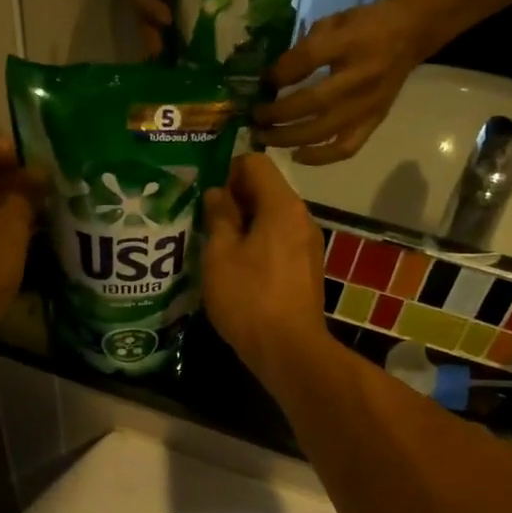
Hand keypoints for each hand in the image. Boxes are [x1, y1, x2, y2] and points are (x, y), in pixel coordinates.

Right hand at [202, 154, 330, 382]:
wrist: (288, 349)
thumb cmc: (249, 297)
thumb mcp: (220, 254)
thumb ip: (219, 217)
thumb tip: (217, 194)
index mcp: (282, 206)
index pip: (255, 163)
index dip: (226, 171)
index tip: (204, 196)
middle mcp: (302, 218)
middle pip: (266, 190)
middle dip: (234, 199)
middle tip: (203, 221)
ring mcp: (308, 245)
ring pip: (272, 218)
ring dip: (244, 225)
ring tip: (216, 246)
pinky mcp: (307, 269)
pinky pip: (279, 242)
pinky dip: (258, 244)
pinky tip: (237, 269)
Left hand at [254, 0, 433, 164]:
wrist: (410, 34)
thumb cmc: (365, 26)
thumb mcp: (334, 21)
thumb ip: (304, 47)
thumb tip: (271, 78)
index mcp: (351, 42)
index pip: (307, 61)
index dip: (279, 74)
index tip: (262, 82)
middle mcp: (360, 76)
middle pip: (311, 103)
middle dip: (276, 114)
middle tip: (254, 119)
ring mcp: (368, 104)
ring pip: (323, 131)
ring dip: (287, 138)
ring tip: (264, 138)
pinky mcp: (374, 121)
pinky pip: (345, 148)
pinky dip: (319, 157)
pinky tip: (297, 155)